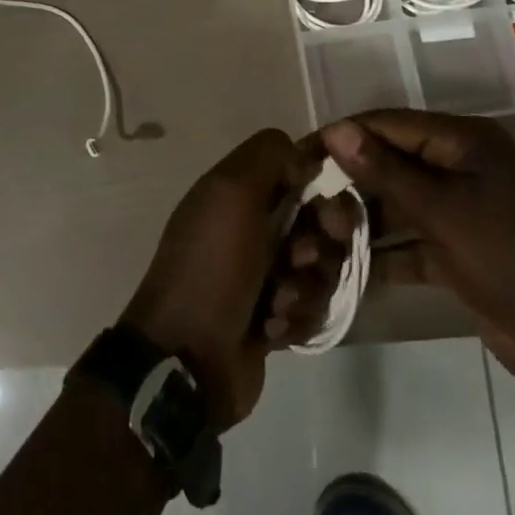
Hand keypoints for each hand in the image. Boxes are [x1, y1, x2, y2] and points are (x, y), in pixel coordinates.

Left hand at [123, 129, 355, 428]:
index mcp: (241, 191)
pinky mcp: (278, 317)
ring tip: (277, 301)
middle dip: (322, 239)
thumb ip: (270, 156)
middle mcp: (256, 226)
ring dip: (306, 284)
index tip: (326, 200)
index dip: (321, 182)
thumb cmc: (213, 265)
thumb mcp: (232, 191)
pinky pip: (313, 306)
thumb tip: (304, 158)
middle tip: (302, 256)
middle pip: (321, 218)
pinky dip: (296, 317)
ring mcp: (268, 273)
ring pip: (323, 266)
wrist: (188, 358)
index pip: (300, 169)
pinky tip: (271, 329)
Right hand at [323, 110, 514, 396]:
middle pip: (390, 162)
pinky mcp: (458, 252)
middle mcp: (459, 166)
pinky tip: (343, 270)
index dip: (342, 136)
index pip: (388, 124)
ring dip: (361, 220)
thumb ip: (386, 171)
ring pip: (397, 204)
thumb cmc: (512, 258)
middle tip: (299, 202)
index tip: (296, 155)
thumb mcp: (443, 211)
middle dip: (348, 181)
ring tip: (313, 236)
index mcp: (462, 141)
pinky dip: (383, 255)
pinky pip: (410, 243)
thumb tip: (336, 129)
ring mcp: (460, 211)